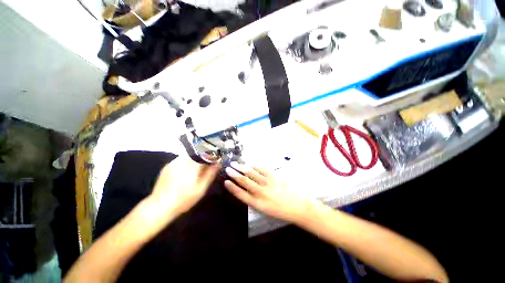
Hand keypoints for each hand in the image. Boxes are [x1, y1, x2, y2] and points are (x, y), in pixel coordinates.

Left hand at [149, 156, 220, 215]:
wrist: (160, 207)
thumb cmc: (184, 198)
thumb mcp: (201, 188)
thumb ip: (210, 174)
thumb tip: (218, 164)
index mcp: (192, 164)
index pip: (206, 154)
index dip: (212, 157)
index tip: (216, 162)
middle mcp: (182, 160)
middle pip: (197, 154)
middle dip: (204, 159)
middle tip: (207, 168)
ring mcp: (173, 162)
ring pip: (188, 156)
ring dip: (195, 161)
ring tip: (197, 171)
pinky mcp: (167, 166)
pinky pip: (180, 160)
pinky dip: (186, 163)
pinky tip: (186, 173)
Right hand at [224, 162, 315, 222]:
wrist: (299, 207)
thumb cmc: (282, 212)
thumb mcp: (266, 210)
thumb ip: (255, 200)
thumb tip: (247, 190)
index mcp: (257, 204)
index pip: (241, 194)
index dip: (232, 188)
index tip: (226, 181)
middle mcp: (261, 192)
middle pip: (244, 181)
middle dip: (235, 174)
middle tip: (228, 168)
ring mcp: (268, 183)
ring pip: (252, 174)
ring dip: (243, 168)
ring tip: (236, 163)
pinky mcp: (275, 177)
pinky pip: (263, 170)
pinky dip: (255, 166)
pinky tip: (250, 163)